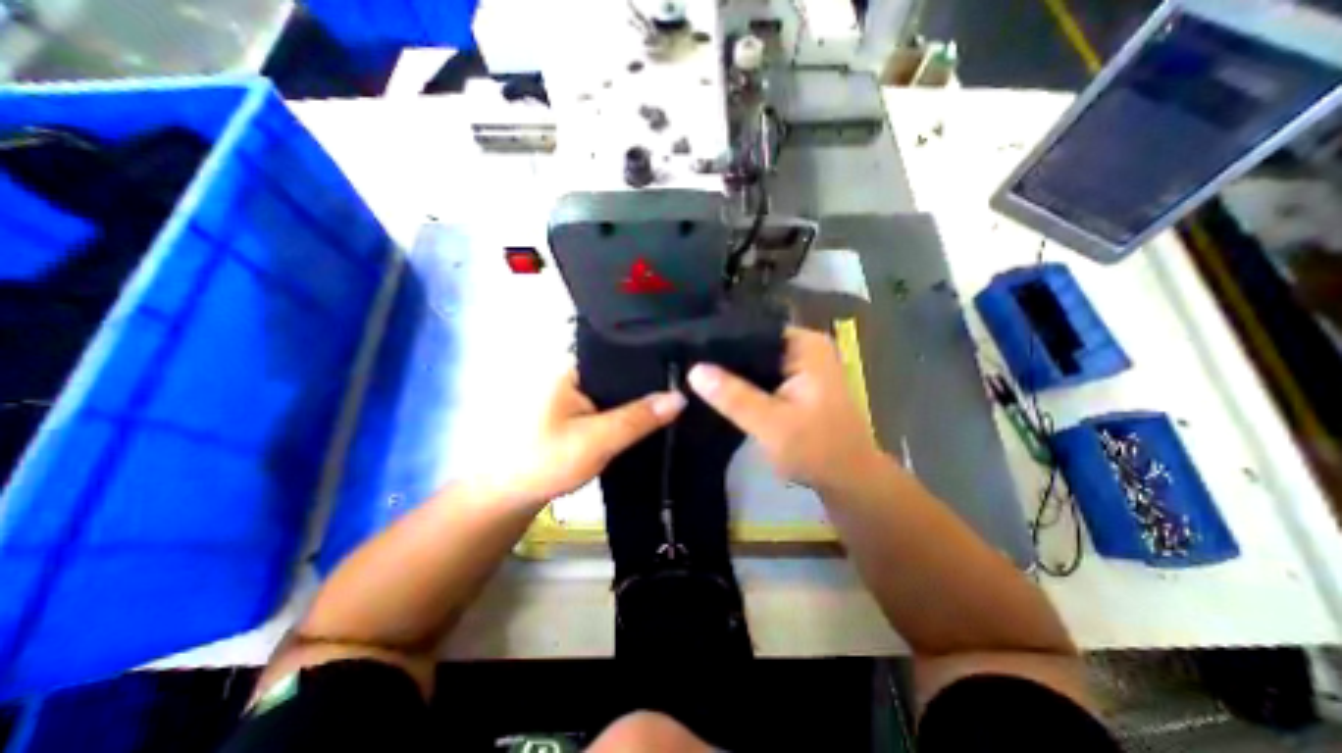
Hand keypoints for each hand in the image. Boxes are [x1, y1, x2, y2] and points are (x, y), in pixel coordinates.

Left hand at [509, 367, 685, 502]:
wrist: (510, 496)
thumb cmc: (545, 461)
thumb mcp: (596, 439)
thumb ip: (637, 419)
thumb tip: (680, 397)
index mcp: (575, 367)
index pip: (623, 352)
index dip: (655, 360)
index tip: (688, 369)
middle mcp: (577, 374)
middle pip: (624, 371)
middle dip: (652, 382)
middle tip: (690, 387)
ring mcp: (578, 394)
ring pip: (620, 391)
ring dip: (642, 399)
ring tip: (680, 399)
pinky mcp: (581, 412)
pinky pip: (613, 405)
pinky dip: (630, 411)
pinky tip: (653, 417)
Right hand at [685, 325, 888, 489]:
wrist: (849, 481)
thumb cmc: (817, 451)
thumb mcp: (771, 424)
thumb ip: (733, 396)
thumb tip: (694, 370)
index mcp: (805, 344)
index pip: (751, 330)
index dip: (719, 341)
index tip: (687, 351)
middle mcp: (804, 346)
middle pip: (752, 344)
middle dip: (723, 358)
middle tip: (685, 366)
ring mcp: (801, 364)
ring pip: (755, 361)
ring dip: (732, 372)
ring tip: (694, 375)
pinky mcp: (796, 382)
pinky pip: (762, 375)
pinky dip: (744, 384)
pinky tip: (718, 390)